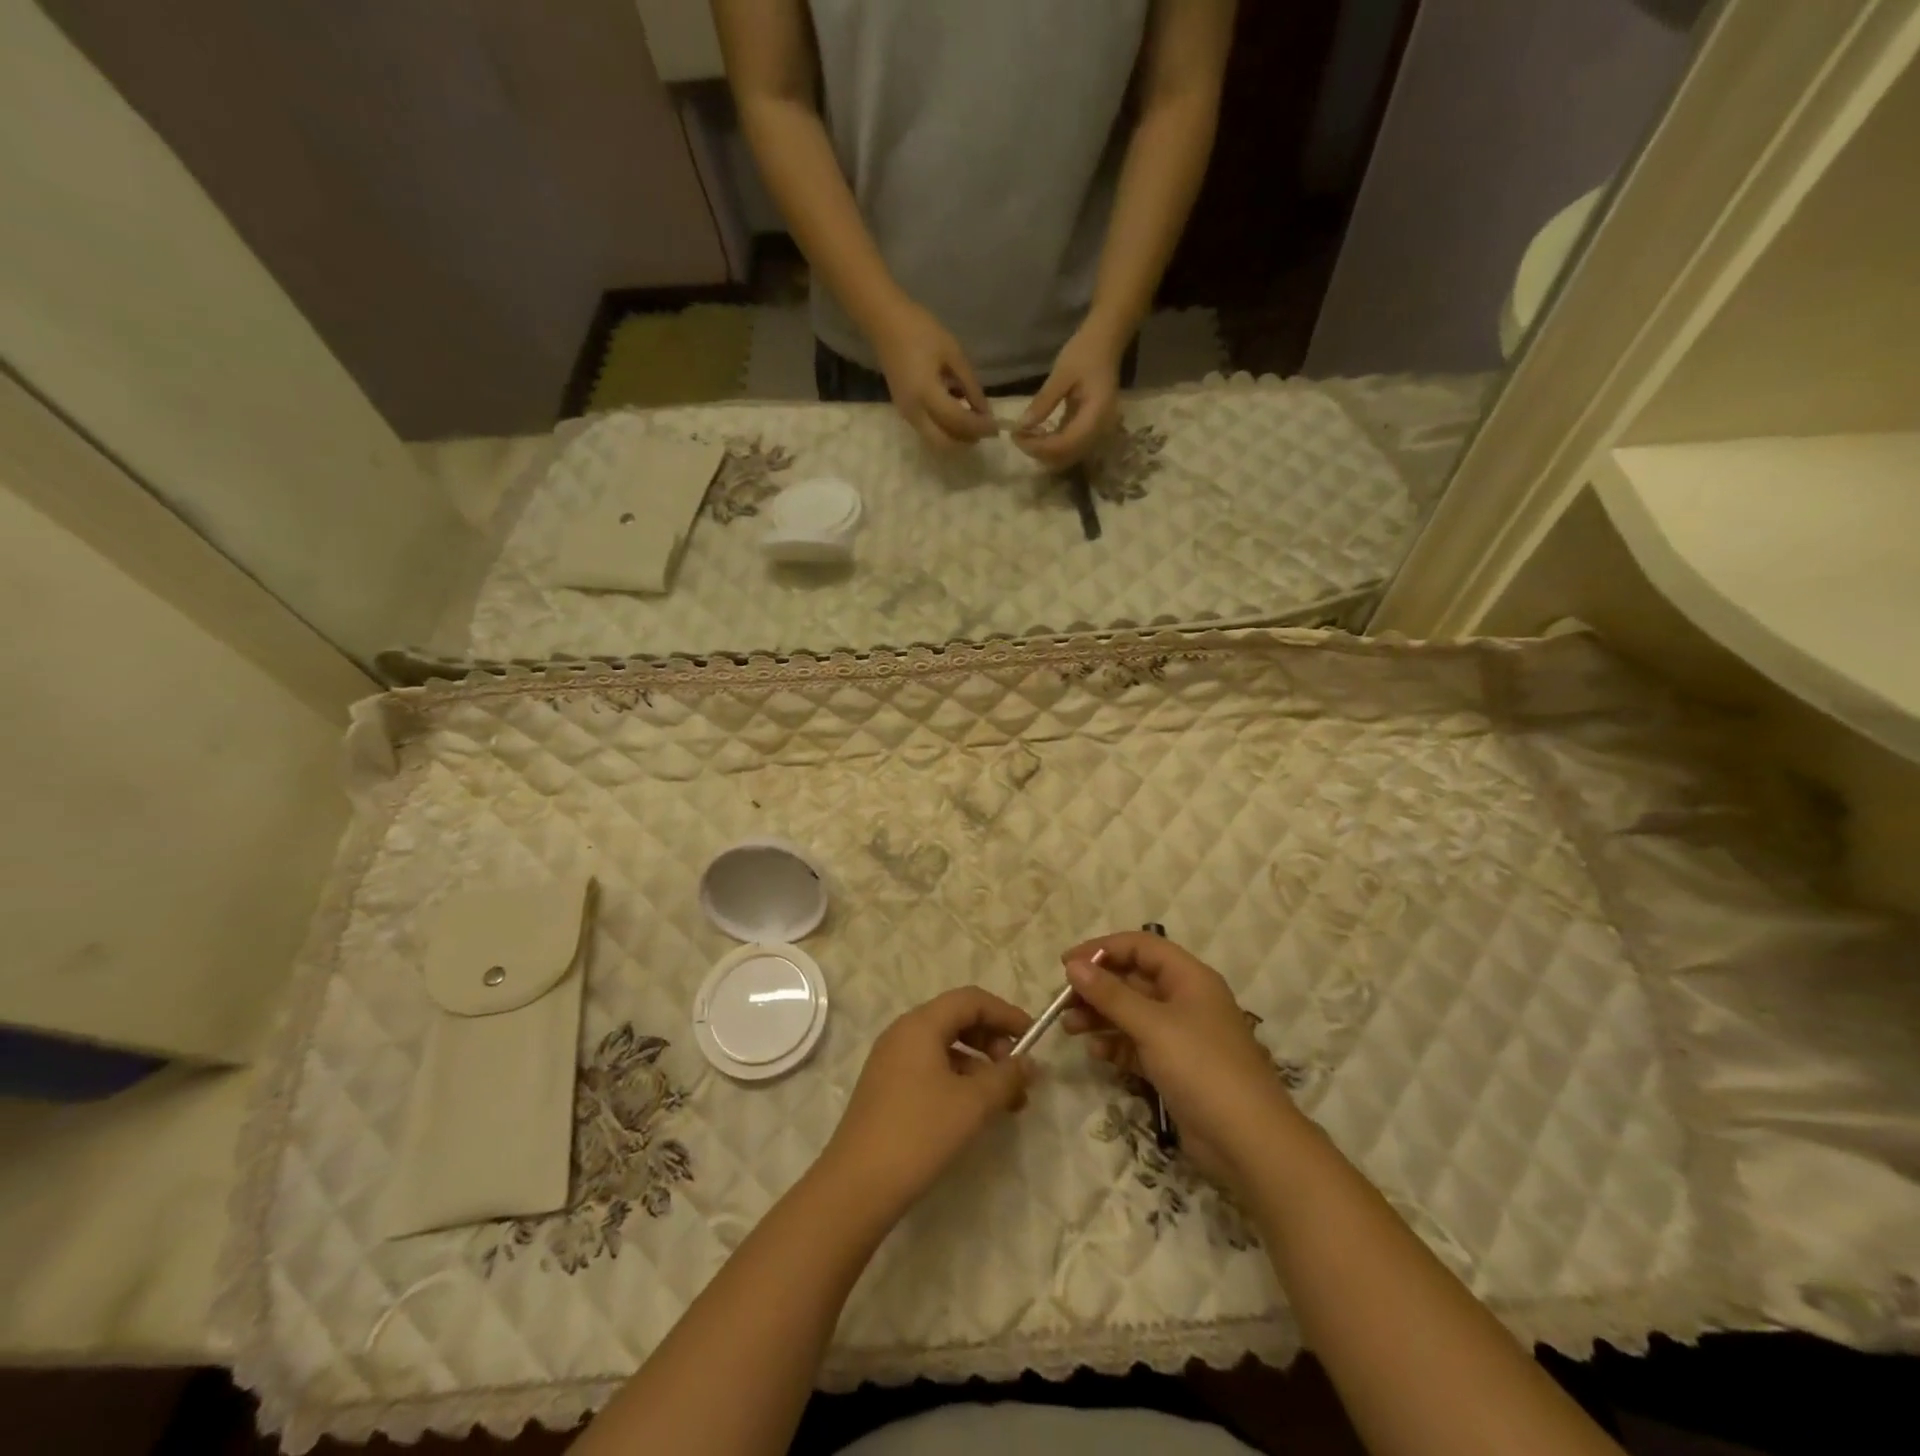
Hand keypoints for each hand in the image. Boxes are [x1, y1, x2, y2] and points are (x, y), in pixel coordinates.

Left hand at [822, 987, 1032, 1219]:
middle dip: (993, 1040)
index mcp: (920, 1024)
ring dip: (980, 1065)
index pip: (971, 1000)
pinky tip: (974, 1110)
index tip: (1034, 1038)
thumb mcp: (973, 1104)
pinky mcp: (887, 1088)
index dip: (1005, 1013)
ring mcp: (891, 1060)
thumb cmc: (919, 1132)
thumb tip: (1029, 1064)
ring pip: (945, 1046)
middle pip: (957, 1019)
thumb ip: (1006, 1077)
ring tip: (1006, 1100)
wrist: (857, 1186)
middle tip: (1018, 1072)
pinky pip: (931, 1067)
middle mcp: (903, 1033)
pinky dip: (959, 1079)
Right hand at [870, 300, 998, 450]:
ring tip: (973, 422)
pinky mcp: (904, 412)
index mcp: (926, 393)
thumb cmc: (921, 331)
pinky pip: (928, 431)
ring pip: (935, 441)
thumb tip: (985, 411)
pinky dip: (945, 430)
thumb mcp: (953, 354)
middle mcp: (914, 411)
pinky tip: (957, 414)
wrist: (885, 323)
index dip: (979, 426)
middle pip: (944, 443)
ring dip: (956, 438)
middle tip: (983, 430)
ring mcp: (907, 414)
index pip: (957, 421)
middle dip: (966, 441)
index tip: (997, 426)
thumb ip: (970, 385)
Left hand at [1013, 322, 1125, 469]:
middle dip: (1039, 452)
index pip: (1065, 445)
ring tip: (1024, 435)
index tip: (1016, 436)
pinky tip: (1035, 432)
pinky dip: (1050, 444)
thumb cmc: (1085, 352)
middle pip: (1066, 456)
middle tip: (1017, 437)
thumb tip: (1022, 426)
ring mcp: (1096, 432)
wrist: (1105, 341)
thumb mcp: (1061, 374)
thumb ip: (1043, 402)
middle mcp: (1099, 430)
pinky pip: (1069, 446)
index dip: (1039, 447)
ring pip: (1067, 455)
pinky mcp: (1088, 429)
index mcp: (1096, 416)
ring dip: (1044, 451)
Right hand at [1060, 932, 1296, 1190]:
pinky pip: (1137, 1044)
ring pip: (1131, 1013)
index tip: (1067, 964)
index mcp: (1189, 977)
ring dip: (1100, 1016)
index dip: (1102, 949)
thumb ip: (1110, 994)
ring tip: (1069, 1027)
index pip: (1140, 946)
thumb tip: (1073, 965)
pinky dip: (1115, 1044)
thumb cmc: (1202, 1068)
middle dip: (1097, 987)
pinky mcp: (1174, 1067)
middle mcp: (1185, 999)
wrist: (1248, 1142)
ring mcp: (1180, 1035)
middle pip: (1132, 980)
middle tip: (1062, 1002)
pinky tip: (1095, 1052)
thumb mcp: (1152, 1025)